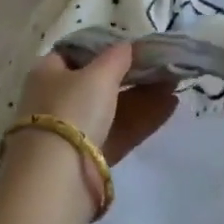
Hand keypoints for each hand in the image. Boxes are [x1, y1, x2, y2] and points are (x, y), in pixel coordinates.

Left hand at [20, 46, 178, 164]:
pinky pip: (120, 129)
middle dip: (131, 74)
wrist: (58, 177)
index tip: (132, 46)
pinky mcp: (91, 156)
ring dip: (143, 94)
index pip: (75, 53)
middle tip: (161, 65)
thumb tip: (128, 46)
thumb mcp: (98, 74)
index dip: (103, 48)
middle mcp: (57, 99)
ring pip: (113, 107)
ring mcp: (74, 130)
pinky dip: (143, 117)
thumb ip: (117, 56)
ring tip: (175, 83)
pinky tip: (171, 105)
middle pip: (97, 81)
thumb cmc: (73, 110)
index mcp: (48, 73)